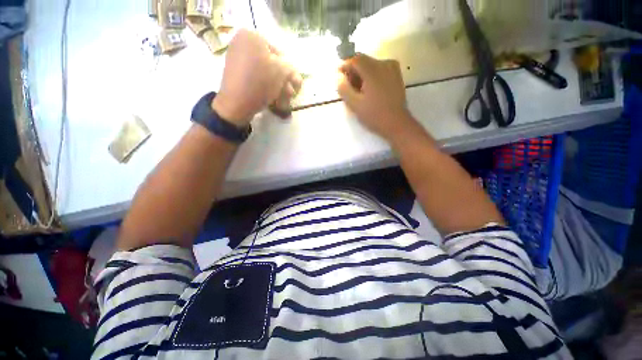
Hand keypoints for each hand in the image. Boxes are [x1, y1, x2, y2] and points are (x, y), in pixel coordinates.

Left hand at [213, 29, 301, 126]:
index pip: (279, 53)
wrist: (236, 103)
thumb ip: (291, 68)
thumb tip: (292, 72)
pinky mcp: (236, 75)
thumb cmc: (260, 82)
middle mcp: (242, 44)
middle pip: (271, 65)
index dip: (289, 70)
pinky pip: (255, 79)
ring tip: (284, 101)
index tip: (294, 84)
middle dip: (284, 82)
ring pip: (264, 74)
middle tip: (291, 95)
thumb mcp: (282, 72)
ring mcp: (237, 60)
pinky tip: (274, 100)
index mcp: (251, 36)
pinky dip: (266, 88)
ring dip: (278, 88)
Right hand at [338, 54, 413, 140]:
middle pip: (363, 61)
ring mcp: (392, 68)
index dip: (344, 66)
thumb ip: (344, 89)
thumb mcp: (355, 105)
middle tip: (348, 87)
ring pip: (371, 65)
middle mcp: (384, 64)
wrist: (396, 123)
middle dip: (353, 72)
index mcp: (373, 70)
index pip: (355, 59)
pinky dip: (371, 77)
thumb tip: (339, 78)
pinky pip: (379, 70)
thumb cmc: (374, 115)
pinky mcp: (396, 75)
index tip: (339, 77)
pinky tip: (369, 90)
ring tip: (358, 91)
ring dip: (362, 75)